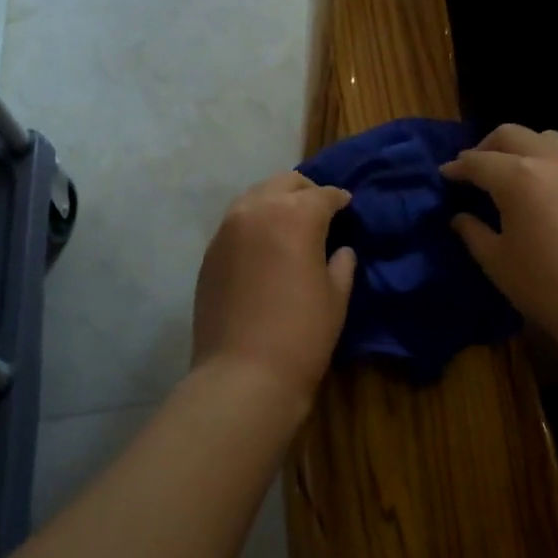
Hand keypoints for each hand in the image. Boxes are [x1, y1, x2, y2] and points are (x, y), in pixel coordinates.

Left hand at [192, 172, 356, 405]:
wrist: (242, 374)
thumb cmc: (302, 334)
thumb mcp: (336, 297)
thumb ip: (341, 263)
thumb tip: (341, 250)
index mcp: (295, 215)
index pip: (323, 195)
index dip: (340, 199)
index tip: (347, 205)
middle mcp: (257, 210)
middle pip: (285, 183)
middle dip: (306, 191)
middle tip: (320, 210)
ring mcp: (227, 229)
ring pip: (256, 196)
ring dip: (277, 202)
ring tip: (291, 223)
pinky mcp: (210, 252)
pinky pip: (237, 222)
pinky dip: (255, 223)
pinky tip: (265, 245)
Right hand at [442, 125, 557, 367]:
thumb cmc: (546, 286)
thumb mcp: (497, 262)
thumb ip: (473, 232)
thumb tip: (460, 217)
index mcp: (518, 177)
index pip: (478, 161)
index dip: (457, 167)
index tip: (445, 175)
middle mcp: (549, 160)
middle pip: (511, 135)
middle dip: (486, 147)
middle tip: (473, 170)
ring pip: (544, 137)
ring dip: (520, 147)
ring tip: (508, 172)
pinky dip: (545, 159)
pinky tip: (539, 188)